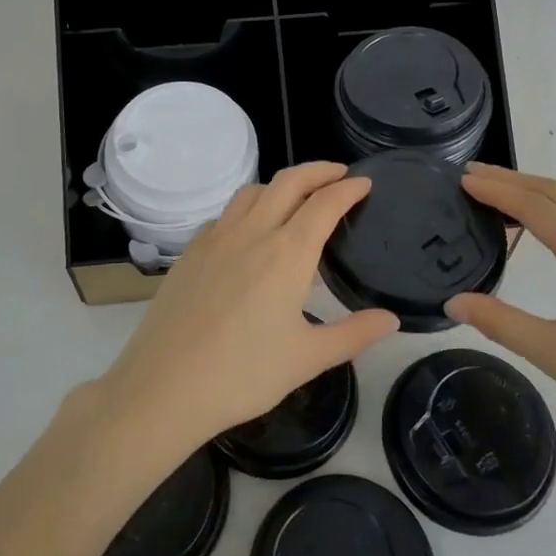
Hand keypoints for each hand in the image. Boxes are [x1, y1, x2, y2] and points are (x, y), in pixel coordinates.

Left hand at [96, 162, 399, 453]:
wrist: (164, 385)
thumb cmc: (243, 374)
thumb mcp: (308, 358)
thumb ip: (354, 334)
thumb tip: (392, 320)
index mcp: (287, 253)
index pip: (324, 204)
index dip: (347, 189)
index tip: (364, 183)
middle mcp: (252, 233)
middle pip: (289, 182)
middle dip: (318, 170)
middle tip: (339, 174)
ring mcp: (216, 238)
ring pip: (253, 191)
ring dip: (281, 184)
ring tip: (297, 197)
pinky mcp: (191, 252)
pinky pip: (226, 214)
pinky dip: (248, 208)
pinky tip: (250, 233)